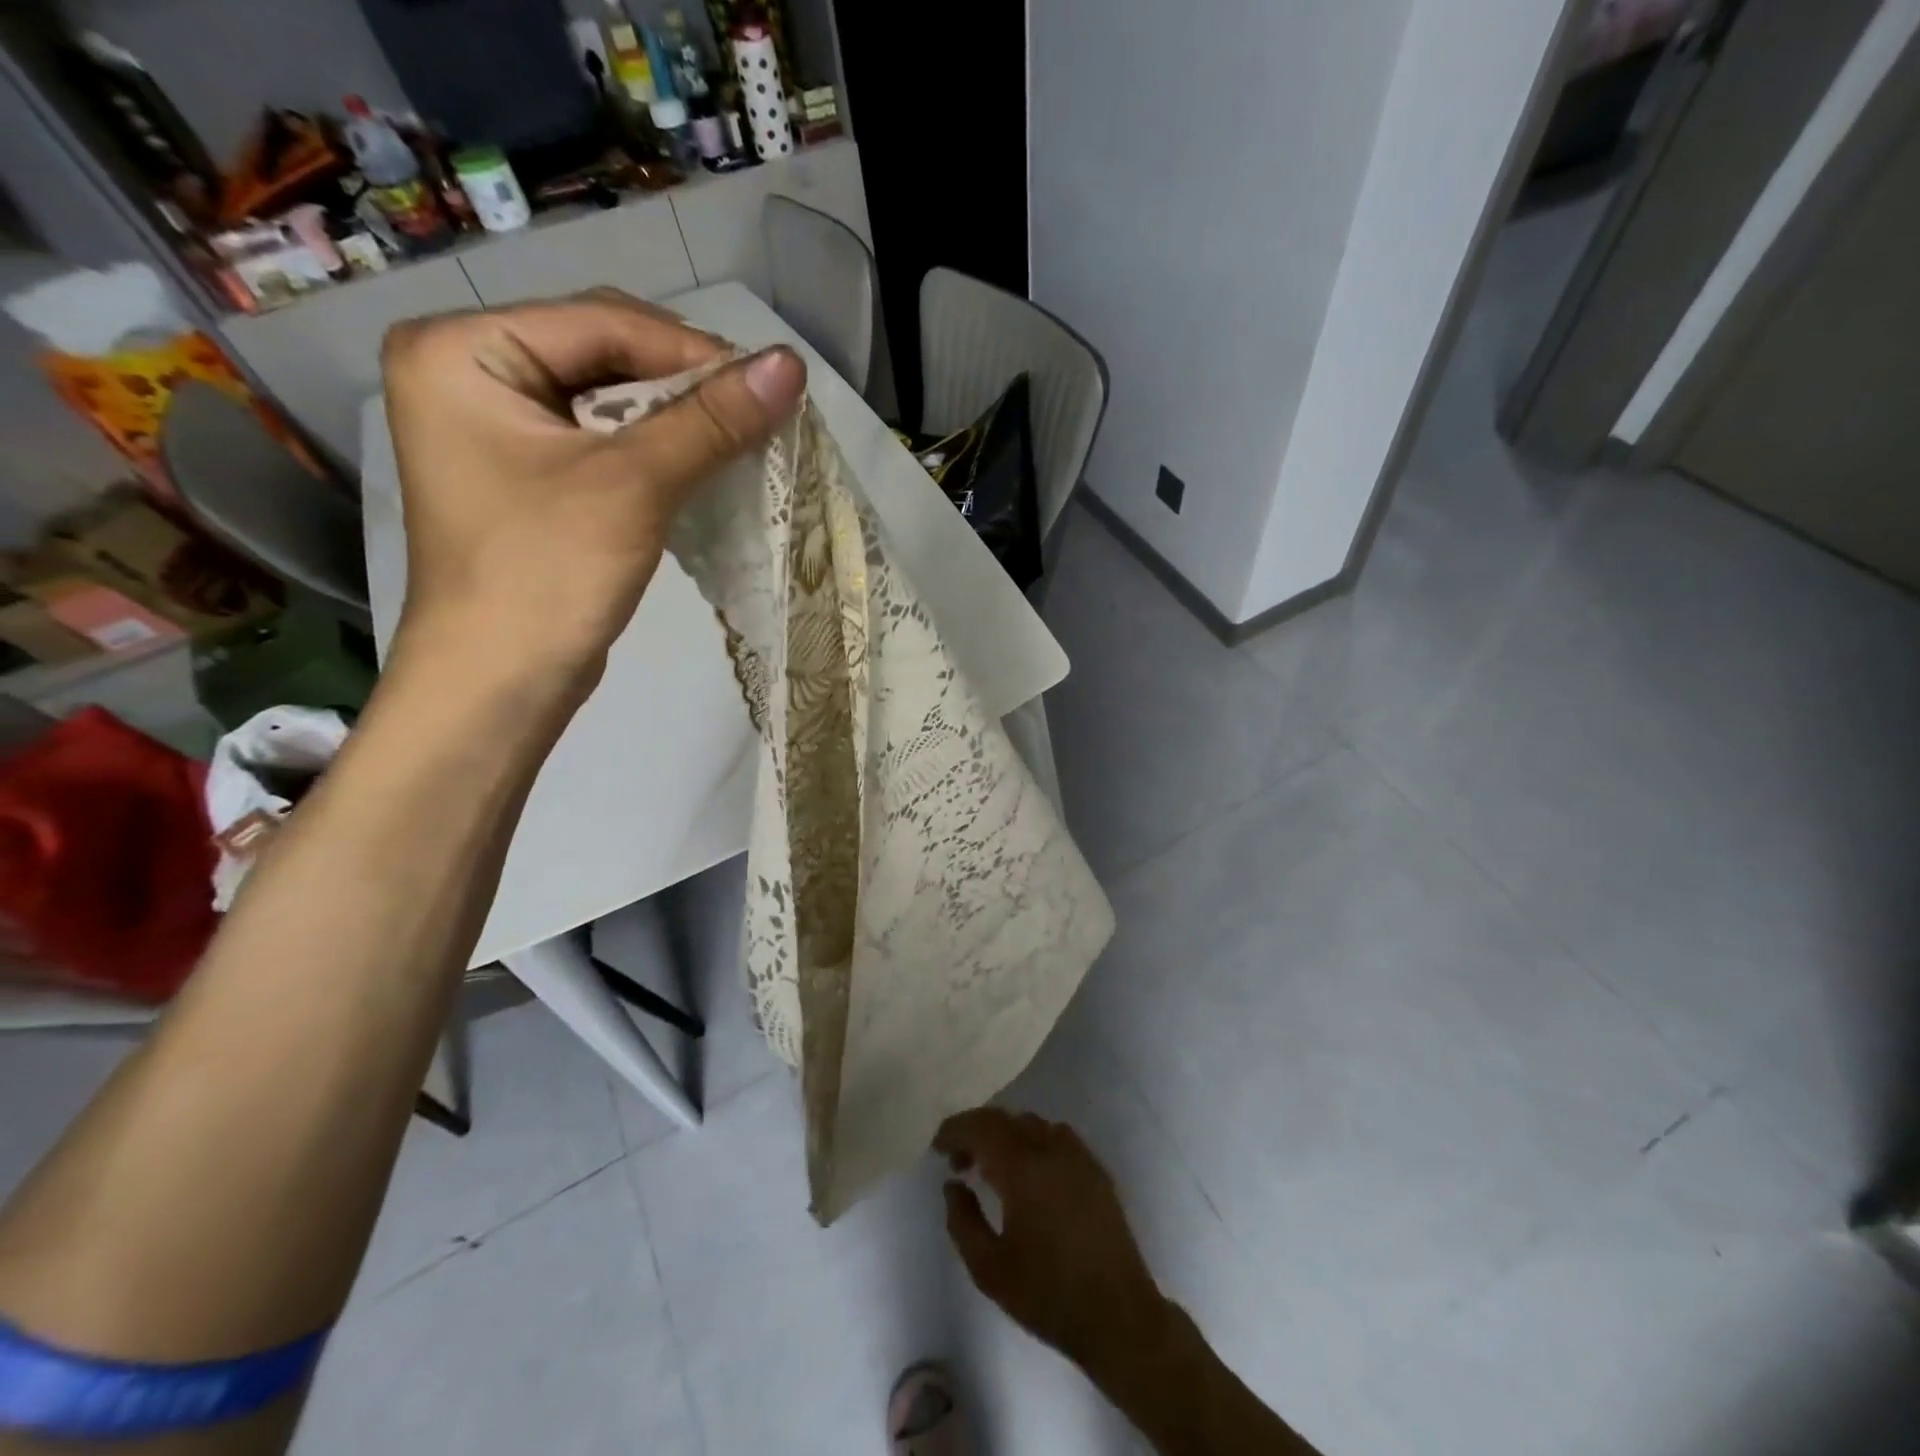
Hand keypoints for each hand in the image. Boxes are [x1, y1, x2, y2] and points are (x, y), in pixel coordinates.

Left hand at [380, 289, 805, 693]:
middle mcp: (467, 371)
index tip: (770, 384)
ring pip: (606, 396)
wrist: (499, 682)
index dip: (692, 351)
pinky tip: (699, 460)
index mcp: (461, 350)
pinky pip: (599, 437)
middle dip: (683, 381)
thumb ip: (710, 421)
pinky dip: (653, 446)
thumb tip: (791, 365)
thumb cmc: (547, 574)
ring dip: (675, 415)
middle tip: (757, 410)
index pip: (600, 322)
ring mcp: (493, 424)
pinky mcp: (523, 471)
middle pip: (601, 350)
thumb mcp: (633, 486)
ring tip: (739, 434)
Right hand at [936, 1108, 1171, 1376]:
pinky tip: (1029, 1172)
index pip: (981, 1127)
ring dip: (1005, 1135)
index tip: (938, 1148)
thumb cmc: (1047, 1295)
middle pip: (1005, 1119)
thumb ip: (962, 1221)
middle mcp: (1051, 1148)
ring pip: (1031, 1124)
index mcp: (1023, 1168)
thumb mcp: (989, 1269)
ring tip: (992, 1167)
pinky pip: (1056, 1135)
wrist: (1118, 1316)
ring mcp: (1077, 1155)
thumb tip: (953, 1184)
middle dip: (976, 1131)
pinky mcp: (1095, 1168)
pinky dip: (1033, 1141)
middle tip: (959, 1161)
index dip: (955, 1130)